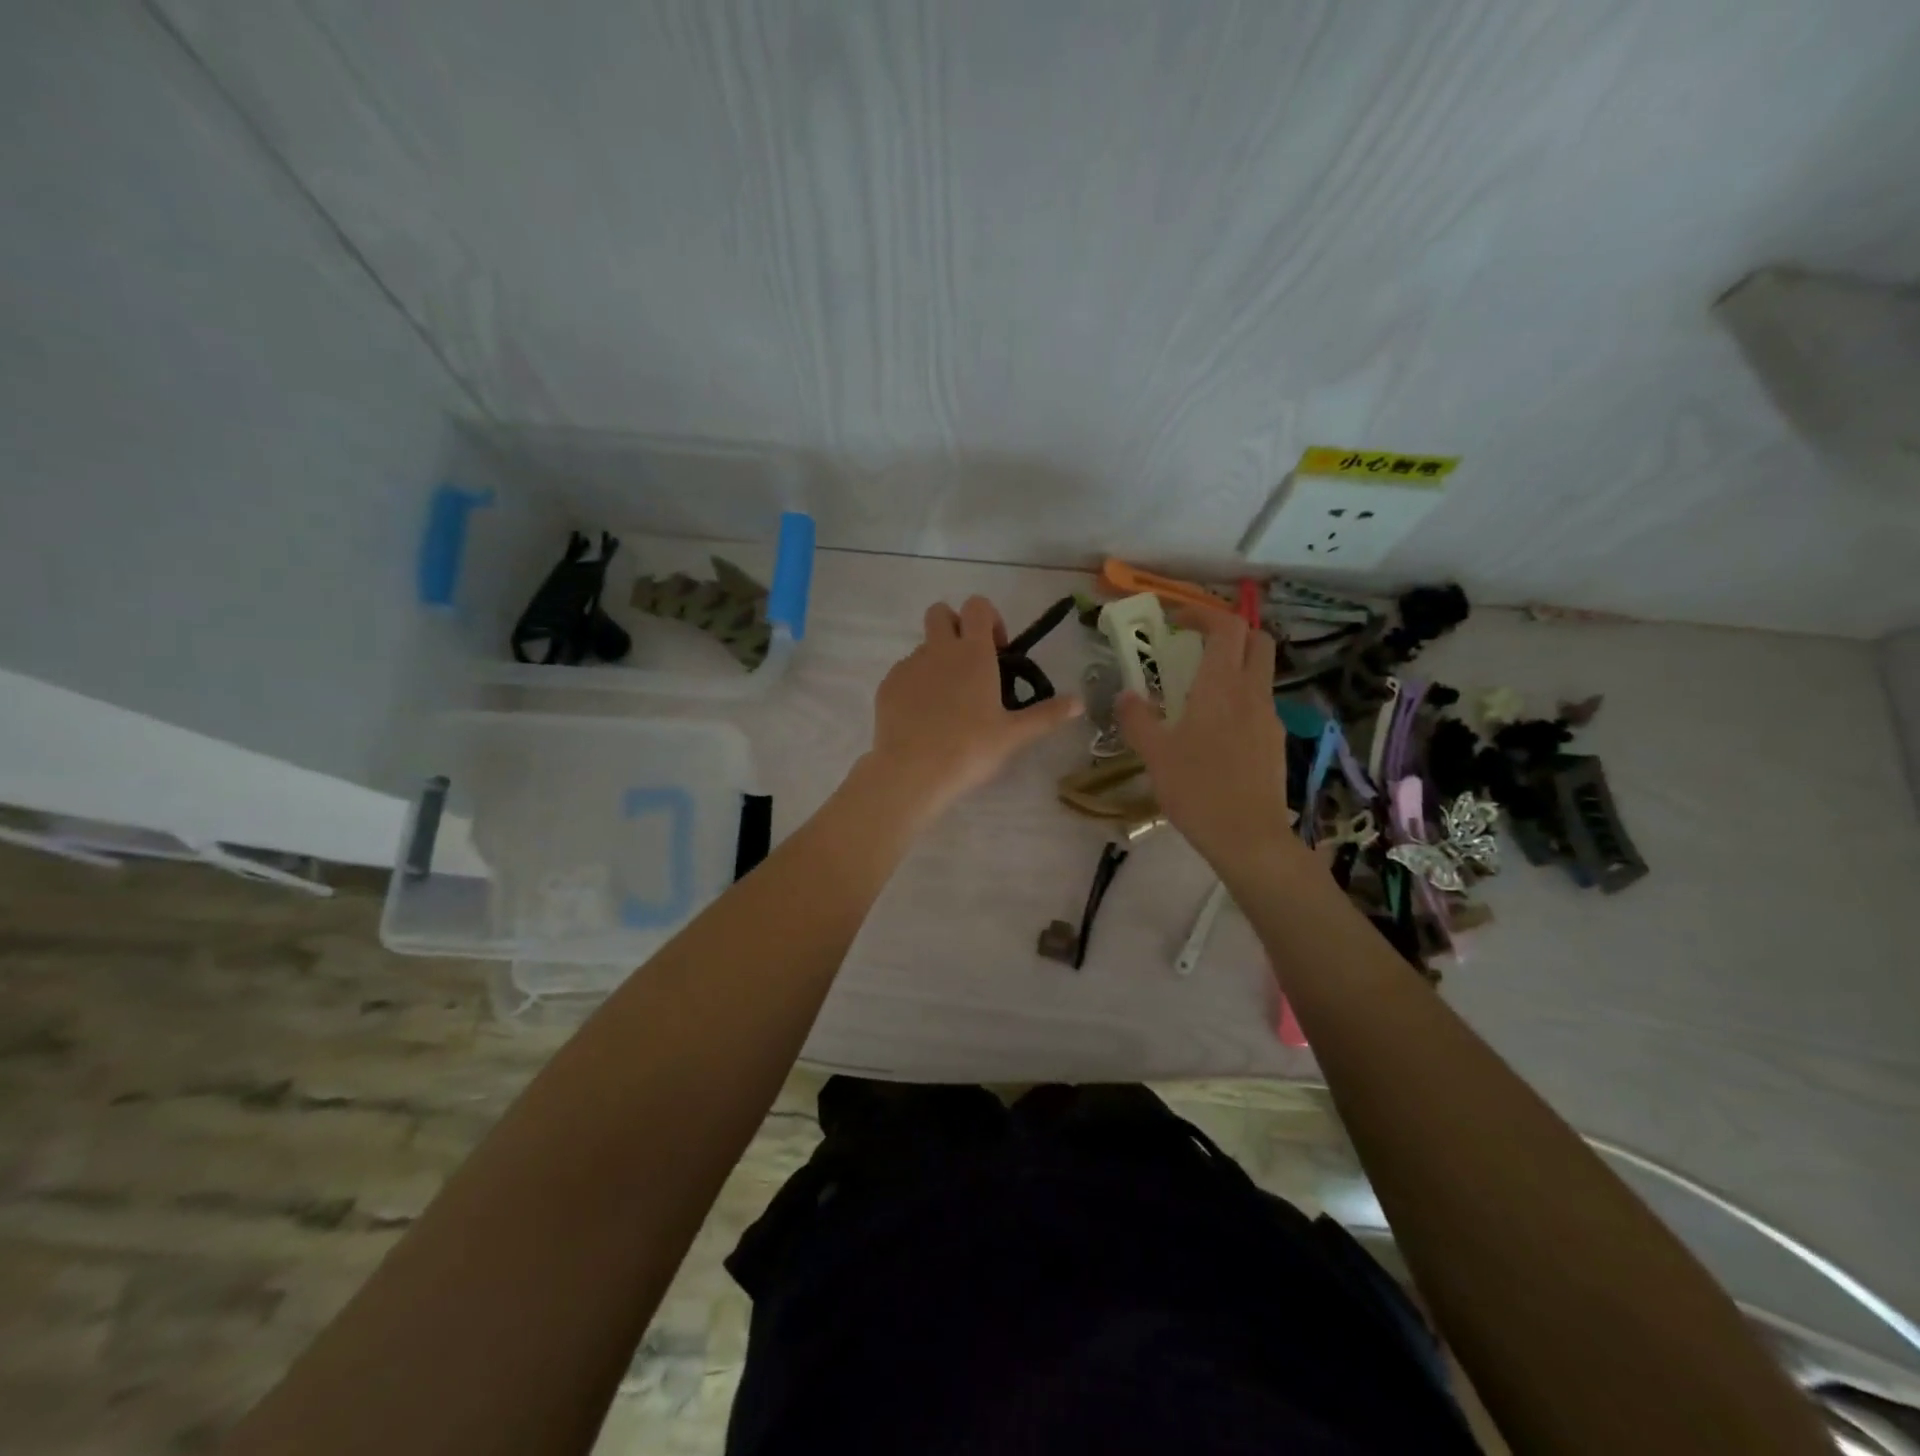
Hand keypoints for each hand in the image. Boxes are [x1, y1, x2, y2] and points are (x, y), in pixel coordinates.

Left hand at [863, 596, 1081, 818]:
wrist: (912, 772)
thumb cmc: (969, 749)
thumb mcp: (1014, 734)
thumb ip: (1047, 714)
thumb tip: (1081, 702)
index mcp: (972, 653)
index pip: (978, 606)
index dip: (989, 619)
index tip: (997, 651)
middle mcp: (938, 650)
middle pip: (940, 612)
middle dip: (955, 627)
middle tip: (969, 666)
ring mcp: (908, 666)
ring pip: (923, 647)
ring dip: (937, 661)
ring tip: (948, 703)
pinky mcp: (887, 685)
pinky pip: (904, 673)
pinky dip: (916, 685)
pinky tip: (924, 718)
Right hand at [1116, 610, 1292, 871]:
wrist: (1248, 836)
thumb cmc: (1197, 789)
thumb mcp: (1154, 754)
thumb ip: (1137, 719)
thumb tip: (1126, 695)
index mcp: (1221, 686)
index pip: (1226, 627)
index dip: (1202, 613)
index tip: (1176, 621)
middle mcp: (1252, 692)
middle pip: (1256, 639)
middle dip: (1229, 631)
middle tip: (1196, 645)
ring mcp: (1269, 717)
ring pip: (1261, 671)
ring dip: (1235, 665)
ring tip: (1199, 690)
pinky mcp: (1275, 741)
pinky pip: (1260, 703)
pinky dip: (1240, 697)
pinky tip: (1215, 729)